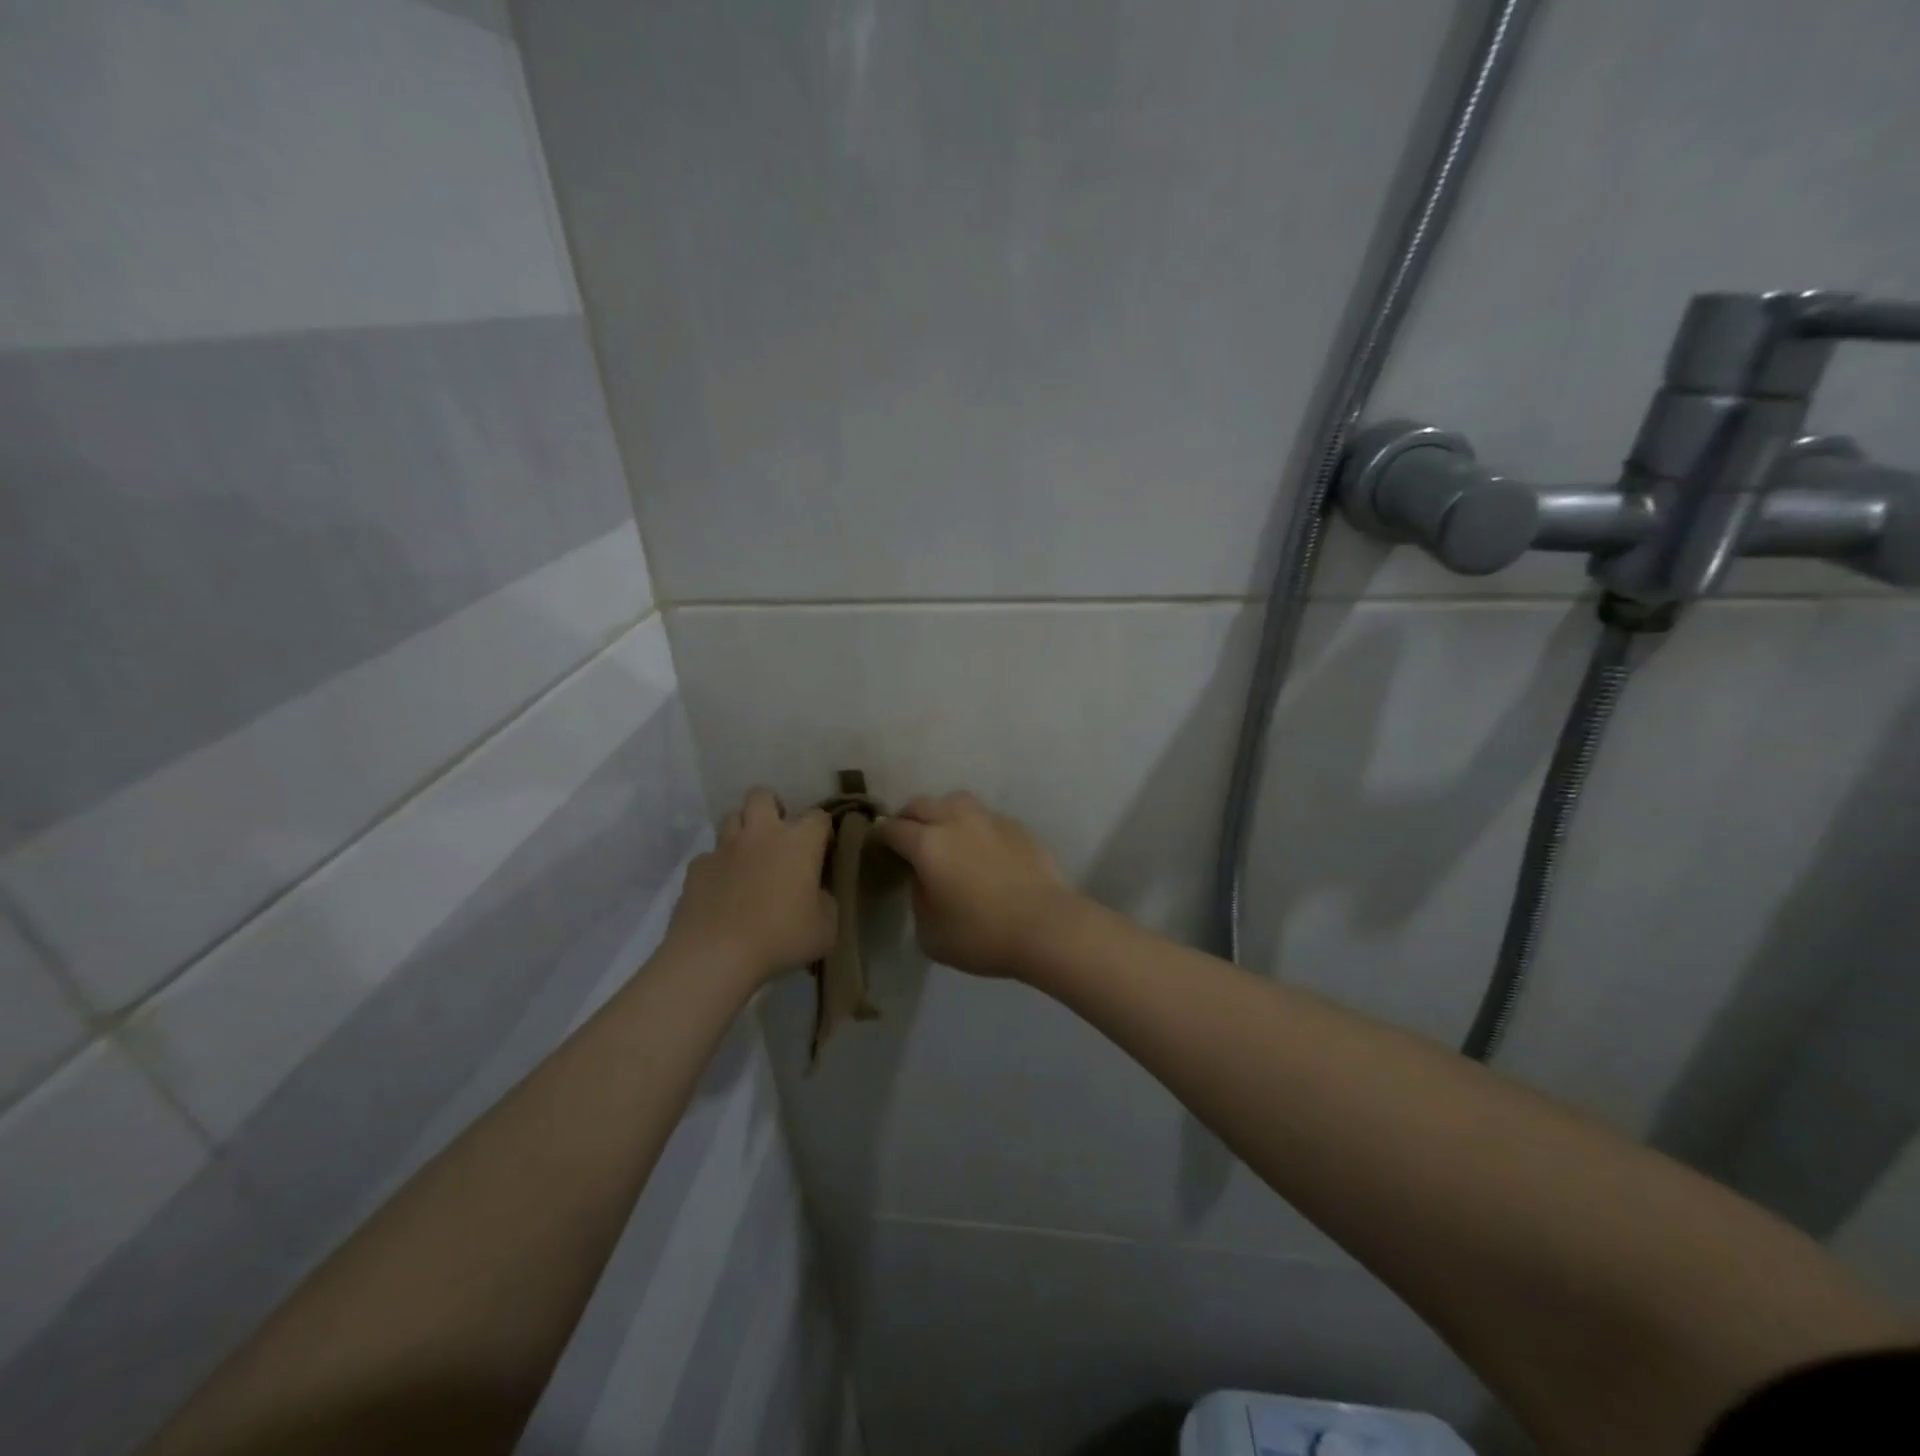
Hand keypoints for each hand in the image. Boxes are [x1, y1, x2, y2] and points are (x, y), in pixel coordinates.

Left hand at [667, 788, 836, 988]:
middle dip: (772, 807)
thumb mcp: (825, 928)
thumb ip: (825, 902)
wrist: (715, 955)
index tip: (823, 849)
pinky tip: (721, 890)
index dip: (822, 830)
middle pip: (763, 795)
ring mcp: (724, 848)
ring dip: (742, 831)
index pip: (818, 816)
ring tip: (748, 858)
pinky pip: (709, 856)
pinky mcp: (696, 868)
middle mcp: (761, 834)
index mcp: (799, 842)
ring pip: (731, 818)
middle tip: (778, 836)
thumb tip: (816, 894)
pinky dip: (718, 866)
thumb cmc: (780, 938)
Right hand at [874, 792, 1076, 978]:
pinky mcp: (1017, 826)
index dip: (881, 836)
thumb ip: (918, 899)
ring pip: (956, 801)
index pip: (893, 829)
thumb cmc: (982, 935)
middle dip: (909, 818)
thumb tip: (925, 880)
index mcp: (928, 844)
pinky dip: (976, 826)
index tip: (880, 847)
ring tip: (946, 834)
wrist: (1047, 926)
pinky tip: (983, 848)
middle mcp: (956, 821)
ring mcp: (990, 819)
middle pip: (921, 804)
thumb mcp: (930, 933)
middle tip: (908, 838)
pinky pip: (986, 817)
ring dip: (943, 813)